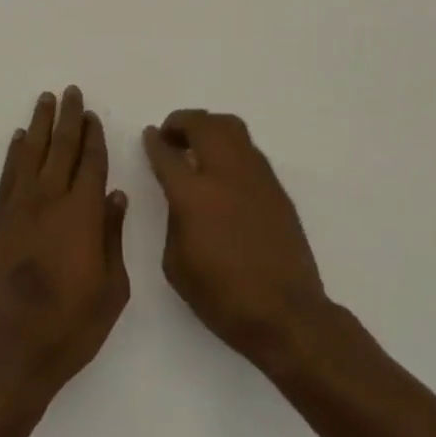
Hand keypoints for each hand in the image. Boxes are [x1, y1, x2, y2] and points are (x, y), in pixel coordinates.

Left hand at [0, 86, 129, 403]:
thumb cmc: (71, 326)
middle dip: (68, 118)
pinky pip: (7, 175)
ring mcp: (19, 208)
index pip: (90, 163)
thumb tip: (116, 196)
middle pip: (61, 148)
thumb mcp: (112, 289)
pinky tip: (19, 138)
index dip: (93, 137)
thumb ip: (113, 237)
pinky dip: (14, 153)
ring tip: (45, 100)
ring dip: (41, 124)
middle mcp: (50, 200)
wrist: (11, 350)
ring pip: (32, 153)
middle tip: (70, 92)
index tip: (93, 115)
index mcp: (83, 214)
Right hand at [143, 110, 330, 371]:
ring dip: (209, 127)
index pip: (167, 153)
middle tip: (171, 135)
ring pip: (231, 127)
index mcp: (193, 195)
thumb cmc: (222, 297)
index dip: (154, 142)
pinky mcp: (276, 187)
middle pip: (202, 124)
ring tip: (199, 144)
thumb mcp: (176, 264)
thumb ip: (174, 220)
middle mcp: (224, 174)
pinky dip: (231, 147)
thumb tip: (181, 200)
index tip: (150, 135)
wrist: (286, 314)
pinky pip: (249, 150)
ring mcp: (255, 176)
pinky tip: (225, 169)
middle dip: (181, 122)